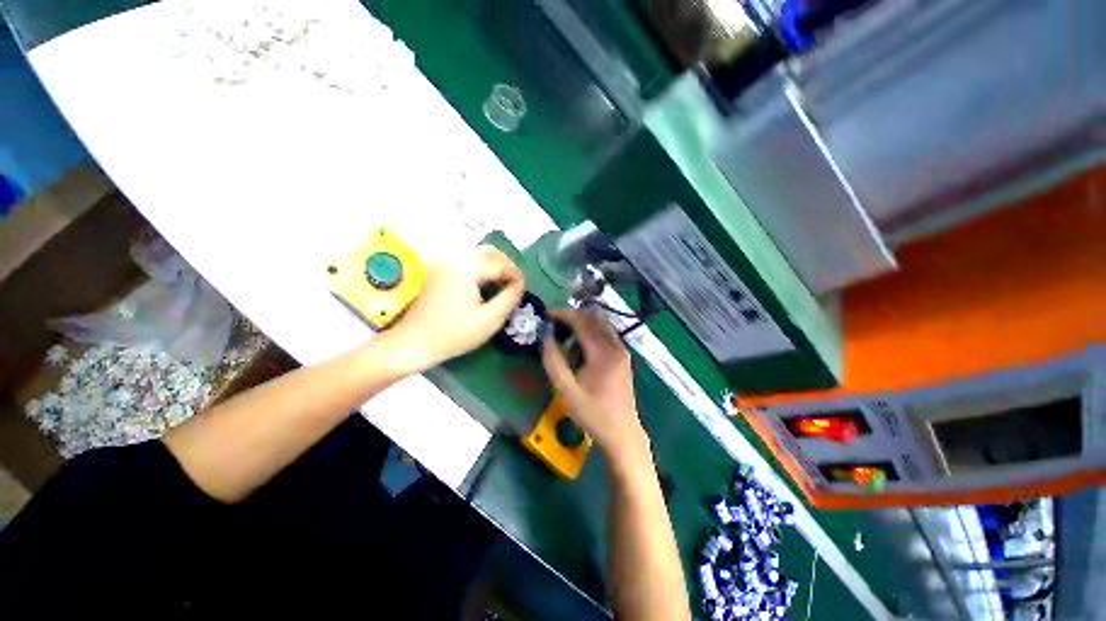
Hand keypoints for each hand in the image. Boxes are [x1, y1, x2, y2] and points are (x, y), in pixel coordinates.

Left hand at [389, 245, 523, 372]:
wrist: (412, 342)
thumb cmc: (453, 334)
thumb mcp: (489, 320)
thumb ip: (509, 299)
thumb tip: (521, 284)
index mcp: (469, 267)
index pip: (502, 265)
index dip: (517, 276)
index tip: (524, 289)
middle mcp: (455, 257)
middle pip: (490, 251)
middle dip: (507, 265)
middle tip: (514, 284)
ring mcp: (444, 261)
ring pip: (477, 253)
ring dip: (493, 264)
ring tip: (501, 284)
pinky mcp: (437, 269)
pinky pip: (465, 259)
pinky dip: (479, 266)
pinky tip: (483, 283)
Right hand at [541, 309, 649, 466]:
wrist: (623, 433)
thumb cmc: (593, 414)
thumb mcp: (567, 391)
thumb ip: (554, 362)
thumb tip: (546, 337)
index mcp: (603, 353)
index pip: (582, 322)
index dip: (563, 315)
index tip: (546, 315)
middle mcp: (616, 346)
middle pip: (593, 318)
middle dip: (572, 317)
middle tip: (553, 325)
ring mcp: (622, 351)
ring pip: (601, 324)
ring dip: (582, 325)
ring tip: (565, 338)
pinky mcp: (623, 357)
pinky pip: (606, 334)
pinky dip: (591, 333)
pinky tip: (580, 349)